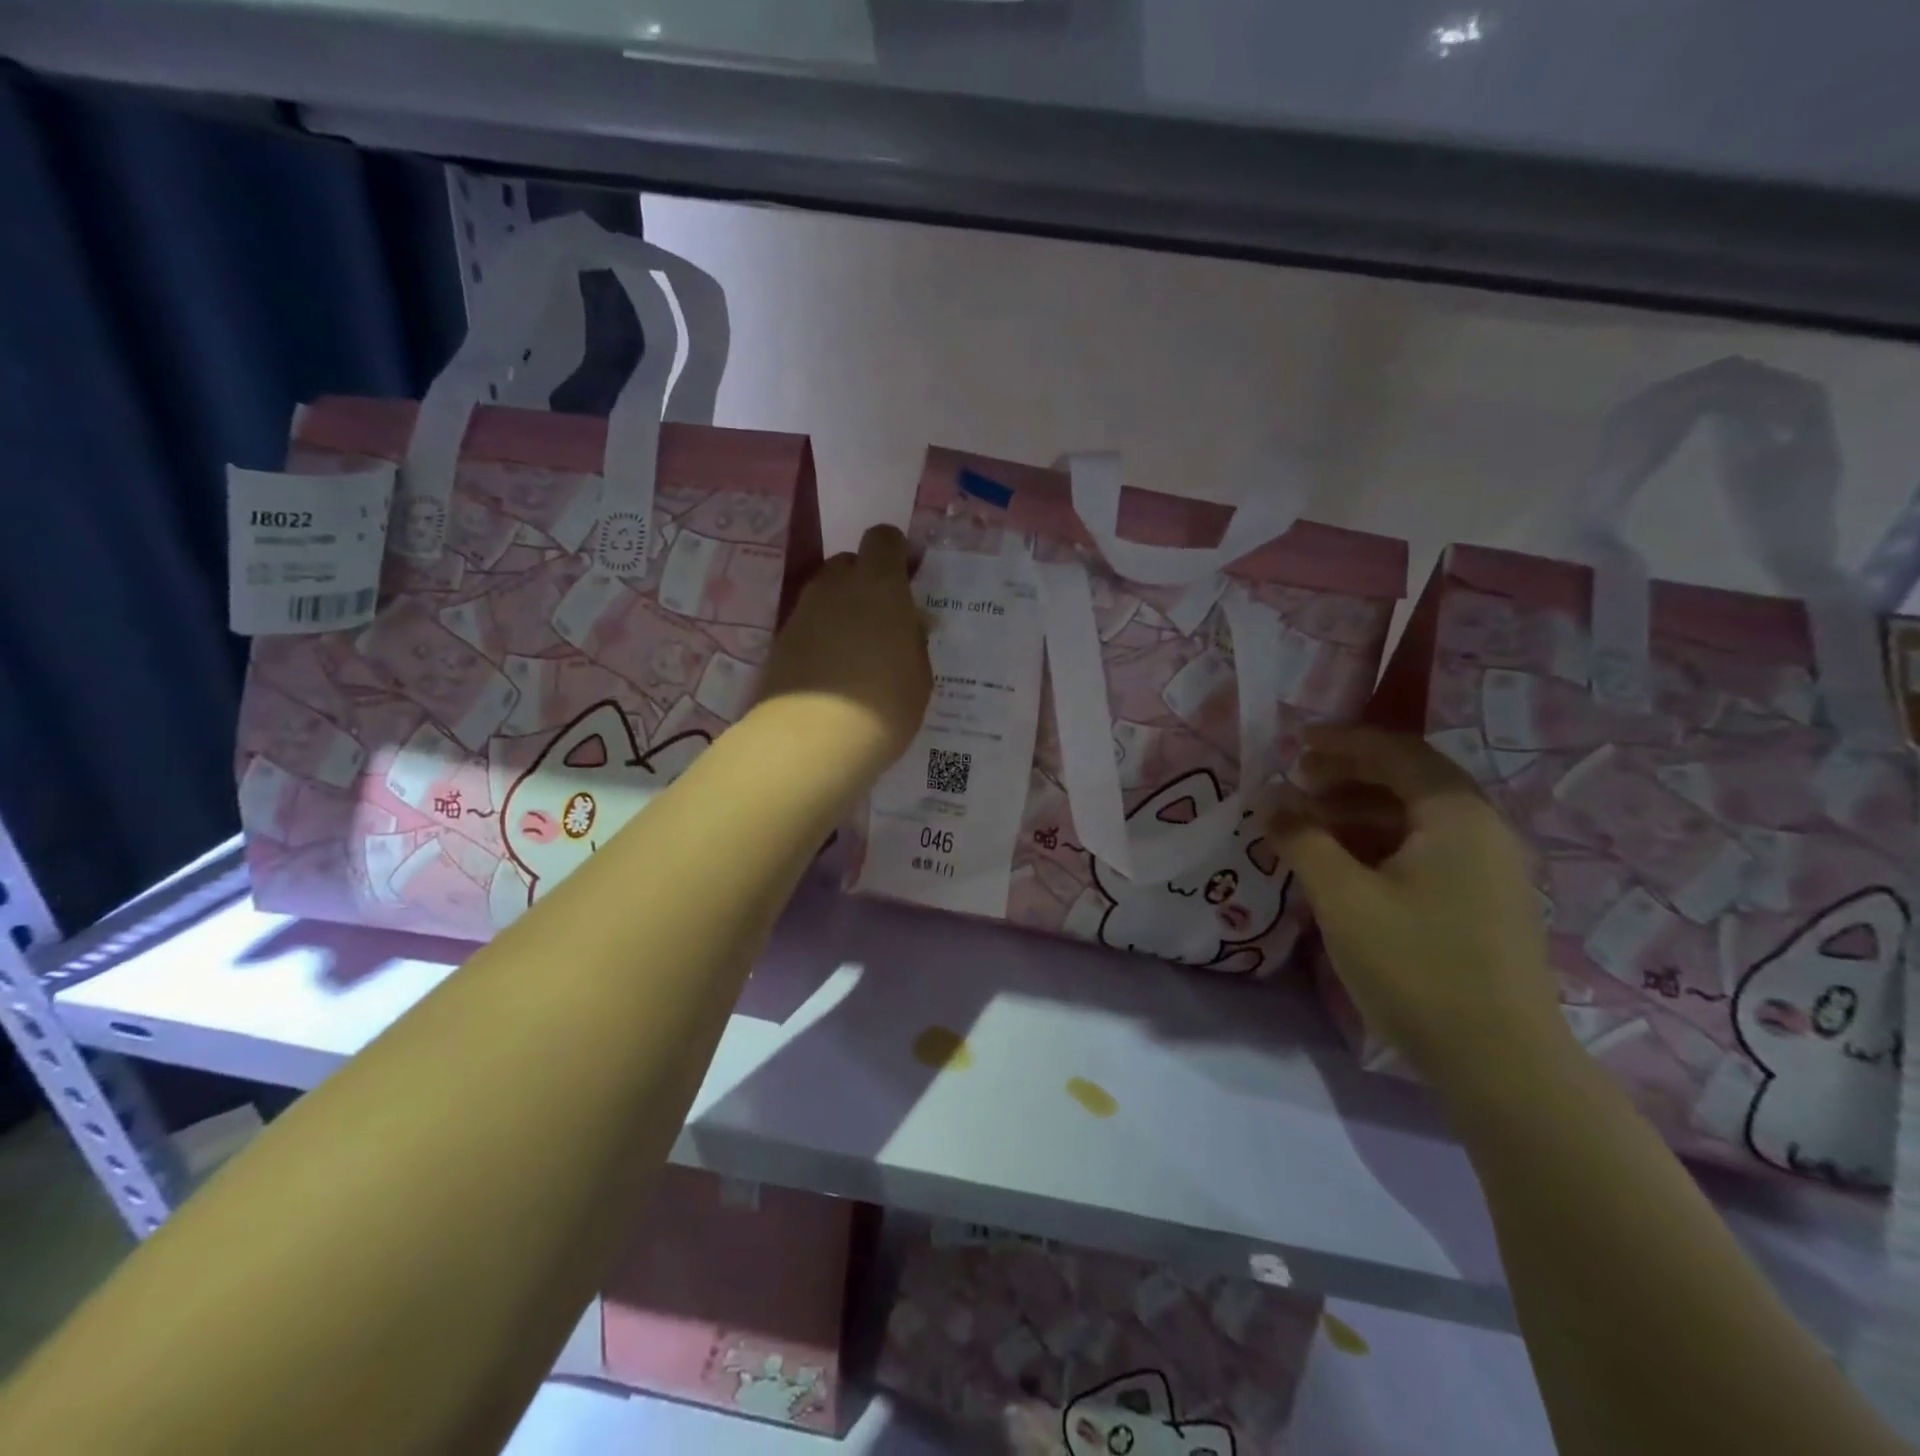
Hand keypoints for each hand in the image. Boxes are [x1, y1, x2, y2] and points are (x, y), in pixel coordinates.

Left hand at [754, 525, 931, 772]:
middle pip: (849, 563)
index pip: (883, 538)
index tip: (908, 578)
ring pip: (826, 595)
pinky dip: (821, 637)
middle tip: (883, 619)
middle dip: (866, 582)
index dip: (896, 552)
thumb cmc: (884, 705)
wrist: (811, 740)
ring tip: (858, 651)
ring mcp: (802, 612)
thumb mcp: (919, 675)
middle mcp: (836, 587)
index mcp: (879, 584)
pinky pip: (808, 625)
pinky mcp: (779, 641)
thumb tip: (907, 625)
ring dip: (842, 610)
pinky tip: (832, 671)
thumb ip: (912, 640)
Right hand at [1269, 726, 1574, 1099]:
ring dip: (1358, 812)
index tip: (1294, 742)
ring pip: (1416, 819)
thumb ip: (1302, 840)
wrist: (1502, 1064)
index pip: (1397, 752)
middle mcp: (1482, 830)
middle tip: (1296, 782)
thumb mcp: (1343, 898)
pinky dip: (1379, 844)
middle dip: (1347, 775)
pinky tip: (1343, 865)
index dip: (1342, 741)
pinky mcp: (1484, 903)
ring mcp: (1489, 869)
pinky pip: (1426, 850)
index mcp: (1456, 816)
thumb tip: (1270, 802)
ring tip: (1308, 826)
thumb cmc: (1417, 967)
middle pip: (1410, 781)